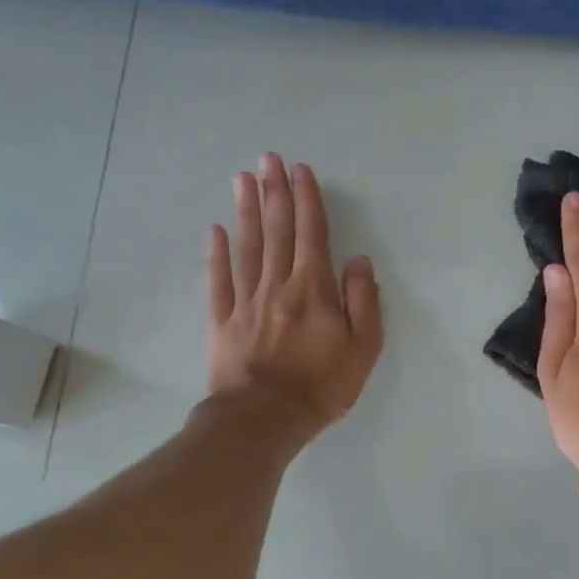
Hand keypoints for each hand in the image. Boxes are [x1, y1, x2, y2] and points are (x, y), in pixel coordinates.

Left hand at [207, 154, 381, 443]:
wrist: (264, 420)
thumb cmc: (321, 386)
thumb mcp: (362, 348)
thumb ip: (363, 301)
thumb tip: (358, 261)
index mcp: (314, 289)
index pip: (312, 233)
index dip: (307, 199)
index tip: (301, 170)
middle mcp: (278, 285)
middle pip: (277, 230)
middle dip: (275, 191)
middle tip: (268, 158)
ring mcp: (246, 301)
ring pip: (247, 246)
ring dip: (246, 210)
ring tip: (242, 179)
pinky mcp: (223, 321)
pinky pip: (219, 281)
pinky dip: (216, 254)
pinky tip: (215, 230)